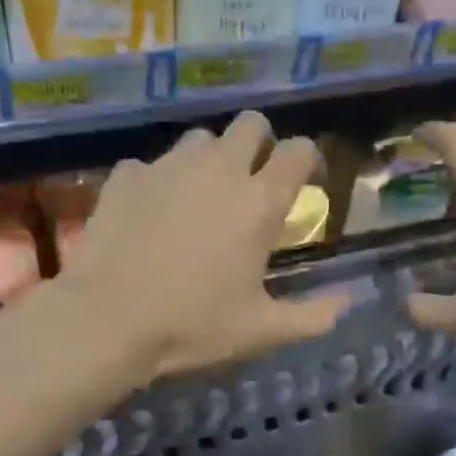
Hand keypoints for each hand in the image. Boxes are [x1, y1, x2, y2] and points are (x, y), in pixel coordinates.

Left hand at [60, 112, 346, 381]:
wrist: (107, 320)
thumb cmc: (193, 325)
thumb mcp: (262, 331)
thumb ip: (313, 315)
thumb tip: (348, 302)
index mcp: (259, 202)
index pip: (299, 150)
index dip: (307, 160)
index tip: (305, 182)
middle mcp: (219, 169)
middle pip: (251, 124)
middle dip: (260, 144)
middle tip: (253, 182)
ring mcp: (168, 167)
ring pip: (200, 138)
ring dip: (210, 158)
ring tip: (201, 195)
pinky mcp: (126, 176)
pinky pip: (151, 164)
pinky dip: (158, 181)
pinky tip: (150, 213)